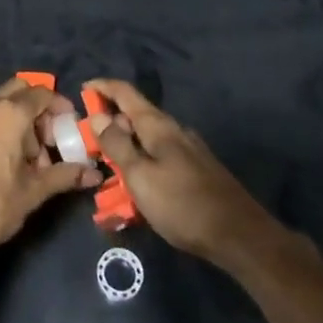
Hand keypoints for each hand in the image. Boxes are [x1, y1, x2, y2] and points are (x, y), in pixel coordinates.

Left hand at [0, 77, 100, 278]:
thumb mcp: (33, 191)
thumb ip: (64, 176)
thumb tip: (95, 174)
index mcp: (9, 114)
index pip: (42, 94)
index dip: (60, 106)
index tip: (71, 126)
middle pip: (20, 92)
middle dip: (39, 110)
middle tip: (50, 140)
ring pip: (2, 104)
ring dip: (21, 120)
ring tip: (31, 158)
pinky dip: (2, 126)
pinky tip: (7, 160)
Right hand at [85, 78, 276, 266]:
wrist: (239, 235)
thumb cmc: (182, 204)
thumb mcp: (140, 176)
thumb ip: (118, 145)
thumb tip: (98, 116)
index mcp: (159, 126)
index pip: (126, 93)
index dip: (103, 87)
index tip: (83, 88)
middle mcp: (175, 130)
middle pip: (137, 115)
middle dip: (112, 122)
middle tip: (90, 140)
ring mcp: (189, 150)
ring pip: (149, 138)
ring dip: (127, 144)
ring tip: (109, 166)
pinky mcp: (197, 170)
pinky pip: (160, 156)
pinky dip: (142, 160)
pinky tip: (138, 183)